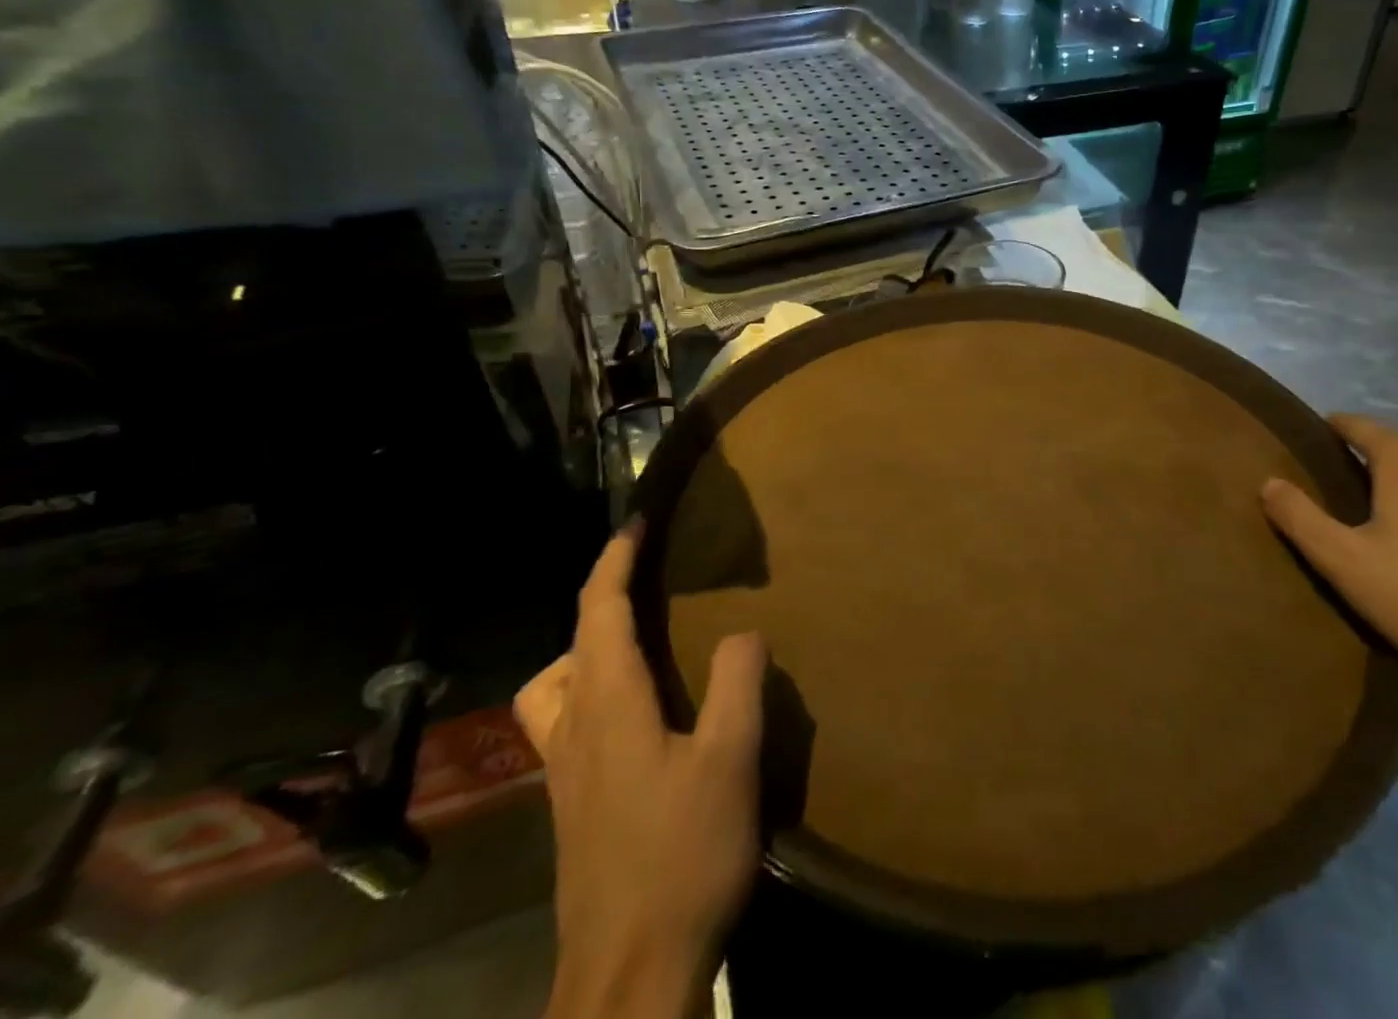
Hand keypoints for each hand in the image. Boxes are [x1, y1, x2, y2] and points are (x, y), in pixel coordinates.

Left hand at [515, 525, 766, 1018]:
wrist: (630, 975)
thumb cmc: (682, 857)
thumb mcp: (730, 760)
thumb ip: (737, 682)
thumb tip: (742, 631)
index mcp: (608, 707)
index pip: (597, 613)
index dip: (613, 561)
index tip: (635, 523)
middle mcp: (574, 734)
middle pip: (567, 650)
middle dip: (600, 604)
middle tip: (647, 589)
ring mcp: (566, 778)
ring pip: (557, 693)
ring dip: (589, 655)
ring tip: (641, 651)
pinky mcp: (574, 811)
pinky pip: (572, 725)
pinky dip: (596, 695)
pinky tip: (643, 722)